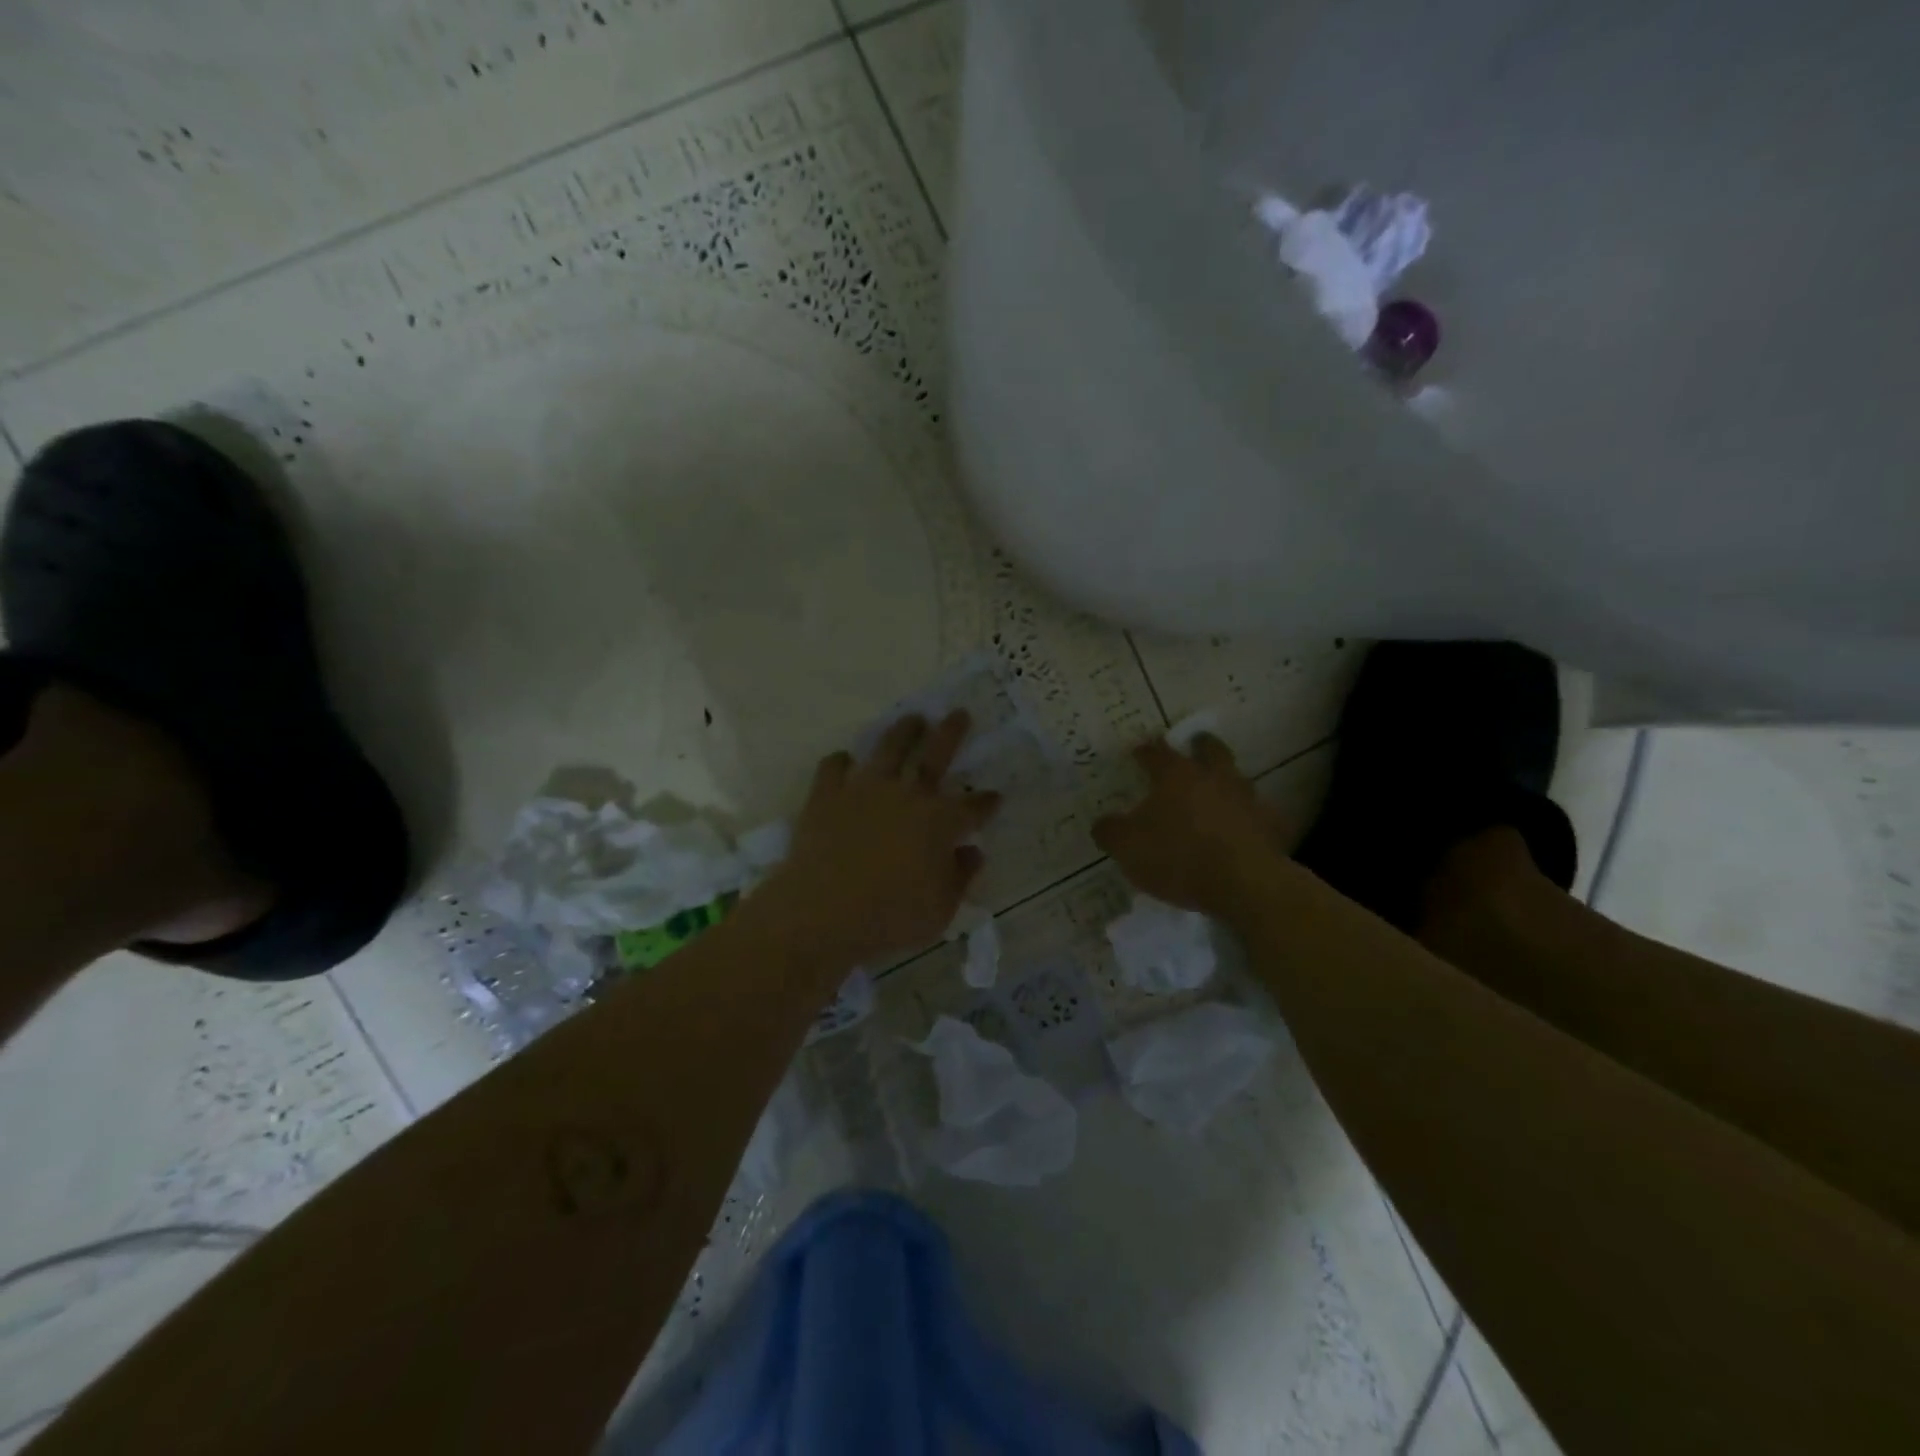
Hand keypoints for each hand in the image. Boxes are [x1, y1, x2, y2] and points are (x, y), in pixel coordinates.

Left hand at [755, 712, 999, 971]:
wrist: (822, 914)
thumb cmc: (890, 918)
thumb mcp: (941, 910)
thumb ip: (960, 876)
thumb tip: (972, 851)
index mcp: (940, 821)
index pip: (973, 806)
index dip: (987, 801)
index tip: (995, 796)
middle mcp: (906, 795)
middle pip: (935, 755)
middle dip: (951, 733)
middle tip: (959, 714)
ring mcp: (864, 789)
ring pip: (888, 748)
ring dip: (903, 731)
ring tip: (912, 719)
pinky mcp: (827, 795)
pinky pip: (834, 767)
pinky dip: (841, 761)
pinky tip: (844, 760)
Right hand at [1093, 734, 1284, 917]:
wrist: (1245, 885)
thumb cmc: (1178, 857)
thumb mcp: (1128, 848)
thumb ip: (1111, 832)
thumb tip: (1103, 824)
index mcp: (1176, 775)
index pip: (1156, 752)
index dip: (1144, 751)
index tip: (1138, 752)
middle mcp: (1214, 777)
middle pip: (1209, 749)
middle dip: (1199, 745)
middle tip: (1193, 746)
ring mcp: (1247, 799)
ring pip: (1236, 778)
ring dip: (1225, 780)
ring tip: (1215, 791)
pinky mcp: (1271, 826)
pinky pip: (1258, 814)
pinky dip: (1248, 817)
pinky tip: (1241, 828)